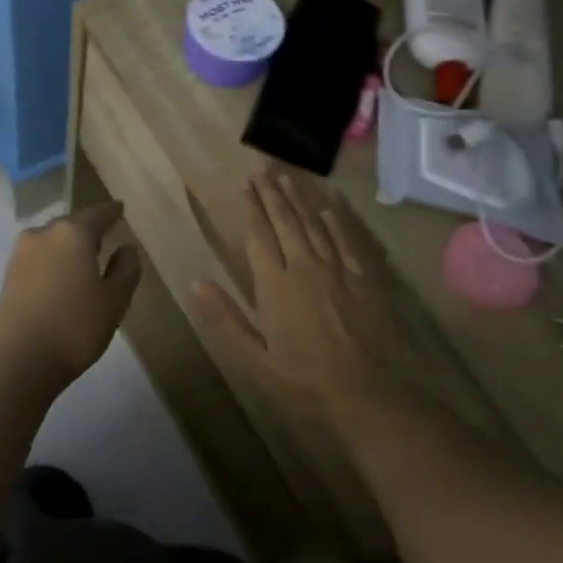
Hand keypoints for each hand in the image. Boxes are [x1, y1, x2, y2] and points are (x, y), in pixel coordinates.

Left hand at [0, 201, 142, 395]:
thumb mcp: (115, 300)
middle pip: (71, 224)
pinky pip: (38, 257)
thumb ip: (126, 269)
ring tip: (83, 258)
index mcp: (73, 233)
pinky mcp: (7, 275)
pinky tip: (61, 276)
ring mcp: (20, 253)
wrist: (19, 361)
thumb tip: (126, 248)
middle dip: (88, 228)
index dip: (112, 212)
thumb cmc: (75, 327)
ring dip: (68, 245)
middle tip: (105, 235)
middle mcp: (44, 233)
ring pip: (52, 240)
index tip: (120, 208)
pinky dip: (52, 260)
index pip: (98, 214)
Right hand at [188, 169, 409, 421]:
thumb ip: (225, 319)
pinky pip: (345, 242)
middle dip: (272, 194)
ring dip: (299, 200)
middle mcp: (305, 267)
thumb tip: (196, 283)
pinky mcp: (363, 279)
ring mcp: (337, 270)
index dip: (251, 208)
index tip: (244, 184)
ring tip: (287, 178)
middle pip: (286, 222)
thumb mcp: (255, 359)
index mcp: (275, 285)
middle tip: (262, 169)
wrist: (367, 393)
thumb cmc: (304, 380)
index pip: (259, 235)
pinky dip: (334, 223)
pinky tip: (327, 209)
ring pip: (314, 225)